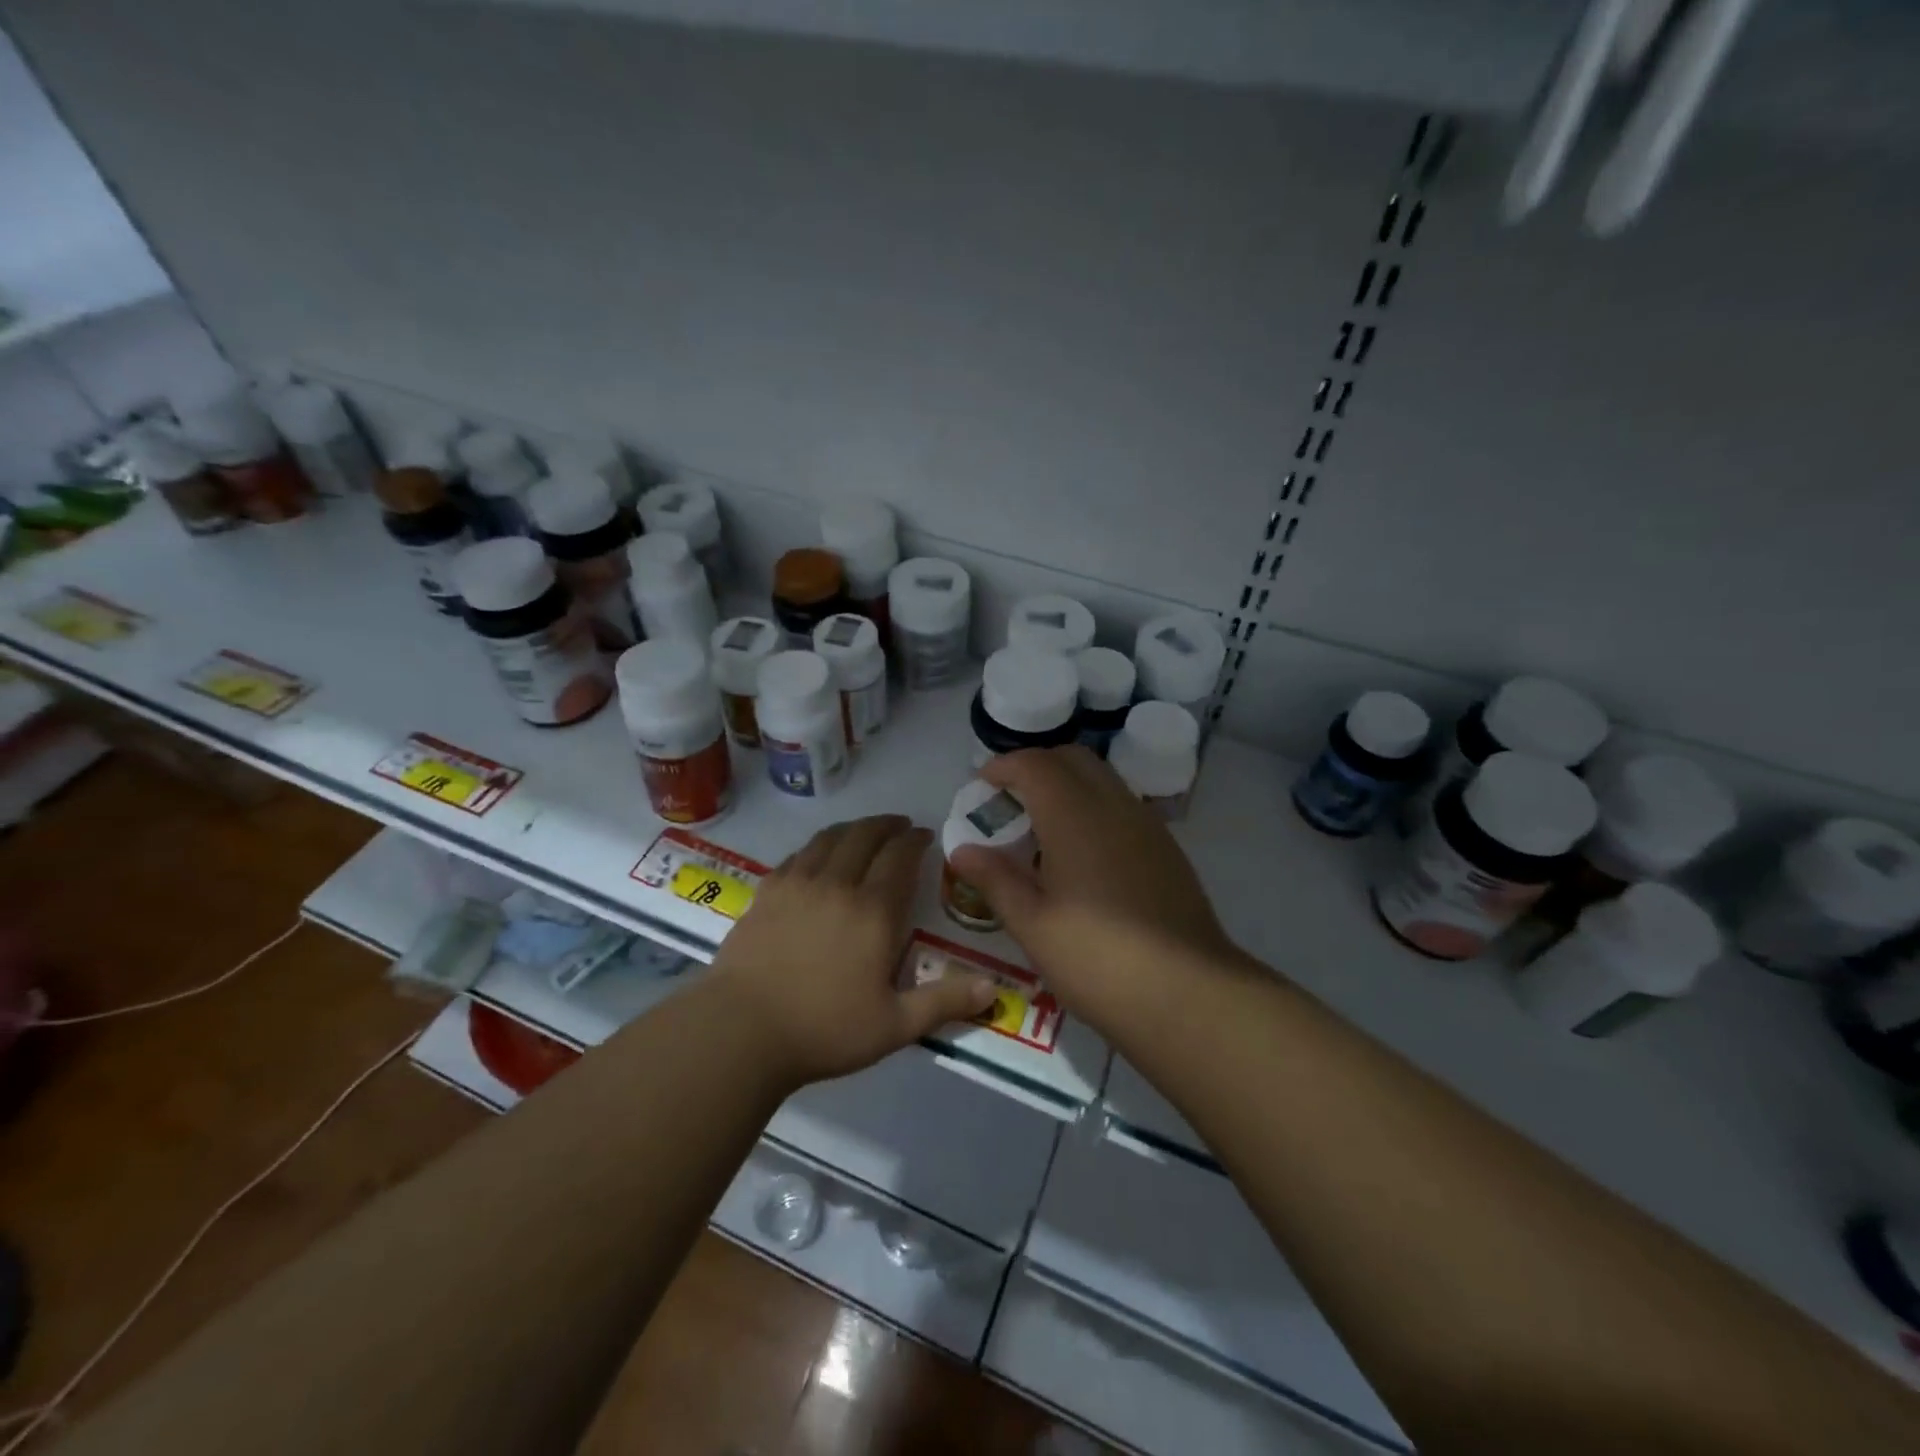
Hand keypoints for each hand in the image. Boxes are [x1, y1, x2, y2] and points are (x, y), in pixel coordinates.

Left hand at [709, 815, 997, 1085]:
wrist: (740, 1030)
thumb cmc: (824, 1029)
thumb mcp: (894, 1025)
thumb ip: (944, 1002)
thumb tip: (995, 987)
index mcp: (874, 910)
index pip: (900, 857)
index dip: (915, 840)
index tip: (924, 835)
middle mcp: (838, 884)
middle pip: (865, 836)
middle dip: (888, 825)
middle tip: (900, 826)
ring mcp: (798, 883)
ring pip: (830, 838)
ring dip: (854, 828)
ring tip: (865, 831)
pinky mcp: (767, 892)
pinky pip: (799, 854)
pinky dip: (818, 845)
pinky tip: (819, 855)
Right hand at [948, 748, 1240, 1029]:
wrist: (1188, 993)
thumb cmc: (1098, 959)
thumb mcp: (1033, 925)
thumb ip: (995, 880)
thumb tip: (961, 850)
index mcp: (1074, 816)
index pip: (1035, 764)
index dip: (1004, 766)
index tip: (982, 785)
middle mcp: (1113, 806)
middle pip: (1072, 758)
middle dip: (1036, 767)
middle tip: (1010, 800)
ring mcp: (1147, 824)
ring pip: (1102, 779)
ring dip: (1068, 785)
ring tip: (1043, 827)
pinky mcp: (1166, 848)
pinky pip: (1122, 805)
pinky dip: (1094, 806)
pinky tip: (1083, 853)